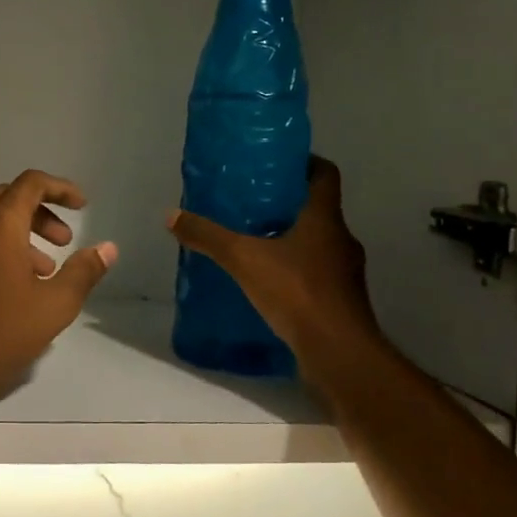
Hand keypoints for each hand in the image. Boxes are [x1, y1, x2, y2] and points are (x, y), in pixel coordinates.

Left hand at [0, 170, 117, 417]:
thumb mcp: (54, 307)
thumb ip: (83, 272)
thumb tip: (107, 248)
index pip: (30, 183)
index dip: (60, 188)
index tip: (81, 207)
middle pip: (5, 200)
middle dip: (39, 214)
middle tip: (62, 242)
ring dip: (14, 238)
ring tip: (37, 274)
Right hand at [166, 156, 381, 374]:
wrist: (338, 352)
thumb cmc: (297, 292)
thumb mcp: (243, 259)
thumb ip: (209, 237)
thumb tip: (172, 216)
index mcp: (324, 219)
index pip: (325, 174)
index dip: (306, 163)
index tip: (280, 163)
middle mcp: (341, 240)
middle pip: (319, 210)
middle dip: (289, 206)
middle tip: (254, 205)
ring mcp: (345, 273)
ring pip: (318, 245)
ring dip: (293, 241)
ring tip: (256, 244)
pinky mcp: (341, 302)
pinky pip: (317, 276)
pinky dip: (296, 273)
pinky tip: (268, 284)